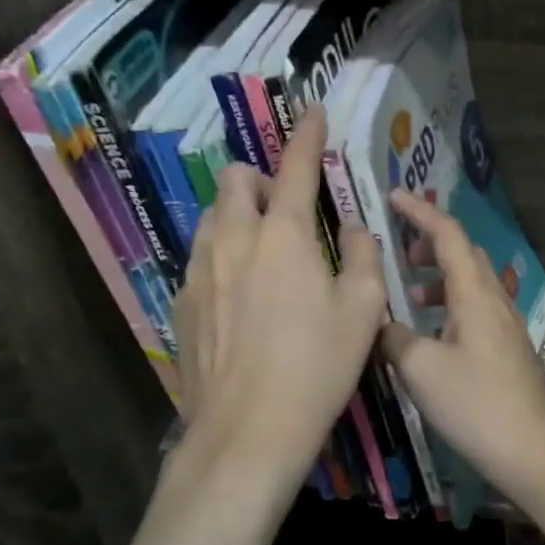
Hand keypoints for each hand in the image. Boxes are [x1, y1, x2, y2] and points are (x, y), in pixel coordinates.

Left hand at [103, 105, 385, 544]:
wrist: (246, 433)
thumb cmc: (316, 367)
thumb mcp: (362, 310)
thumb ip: (361, 254)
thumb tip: (353, 229)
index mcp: (284, 234)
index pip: (295, 166)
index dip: (307, 134)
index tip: (311, 111)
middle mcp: (233, 239)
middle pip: (234, 180)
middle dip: (259, 180)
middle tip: (288, 213)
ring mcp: (199, 271)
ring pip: (212, 218)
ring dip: (238, 217)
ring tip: (264, 254)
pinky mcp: (182, 304)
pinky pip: (201, 259)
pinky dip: (222, 257)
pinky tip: (240, 299)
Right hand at [378, 188, 544, 498]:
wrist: (535, 453)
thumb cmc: (477, 404)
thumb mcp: (421, 369)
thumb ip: (393, 337)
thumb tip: (380, 324)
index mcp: (474, 294)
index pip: (448, 234)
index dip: (421, 211)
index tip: (393, 196)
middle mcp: (494, 300)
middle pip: (463, 253)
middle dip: (430, 242)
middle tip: (398, 248)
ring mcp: (505, 326)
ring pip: (470, 282)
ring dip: (439, 276)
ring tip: (408, 294)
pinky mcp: (507, 350)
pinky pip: (475, 308)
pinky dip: (449, 304)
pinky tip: (431, 334)